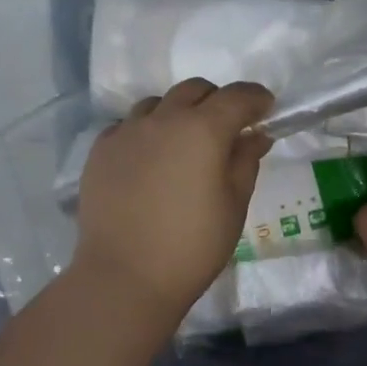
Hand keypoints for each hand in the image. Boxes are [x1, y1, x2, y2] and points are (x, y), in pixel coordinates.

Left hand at [74, 78, 273, 322]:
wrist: (125, 275)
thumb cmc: (192, 246)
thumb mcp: (233, 205)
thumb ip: (245, 162)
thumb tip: (255, 135)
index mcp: (203, 130)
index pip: (237, 96)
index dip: (256, 99)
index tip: (265, 109)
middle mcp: (163, 119)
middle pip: (194, 90)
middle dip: (216, 101)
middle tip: (226, 129)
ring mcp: (126, 132)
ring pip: (157, 104)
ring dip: (178, 113)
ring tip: (182, 145)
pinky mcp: (100, 150)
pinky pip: (128, 126)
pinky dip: (146, 132)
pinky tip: (149, 161)